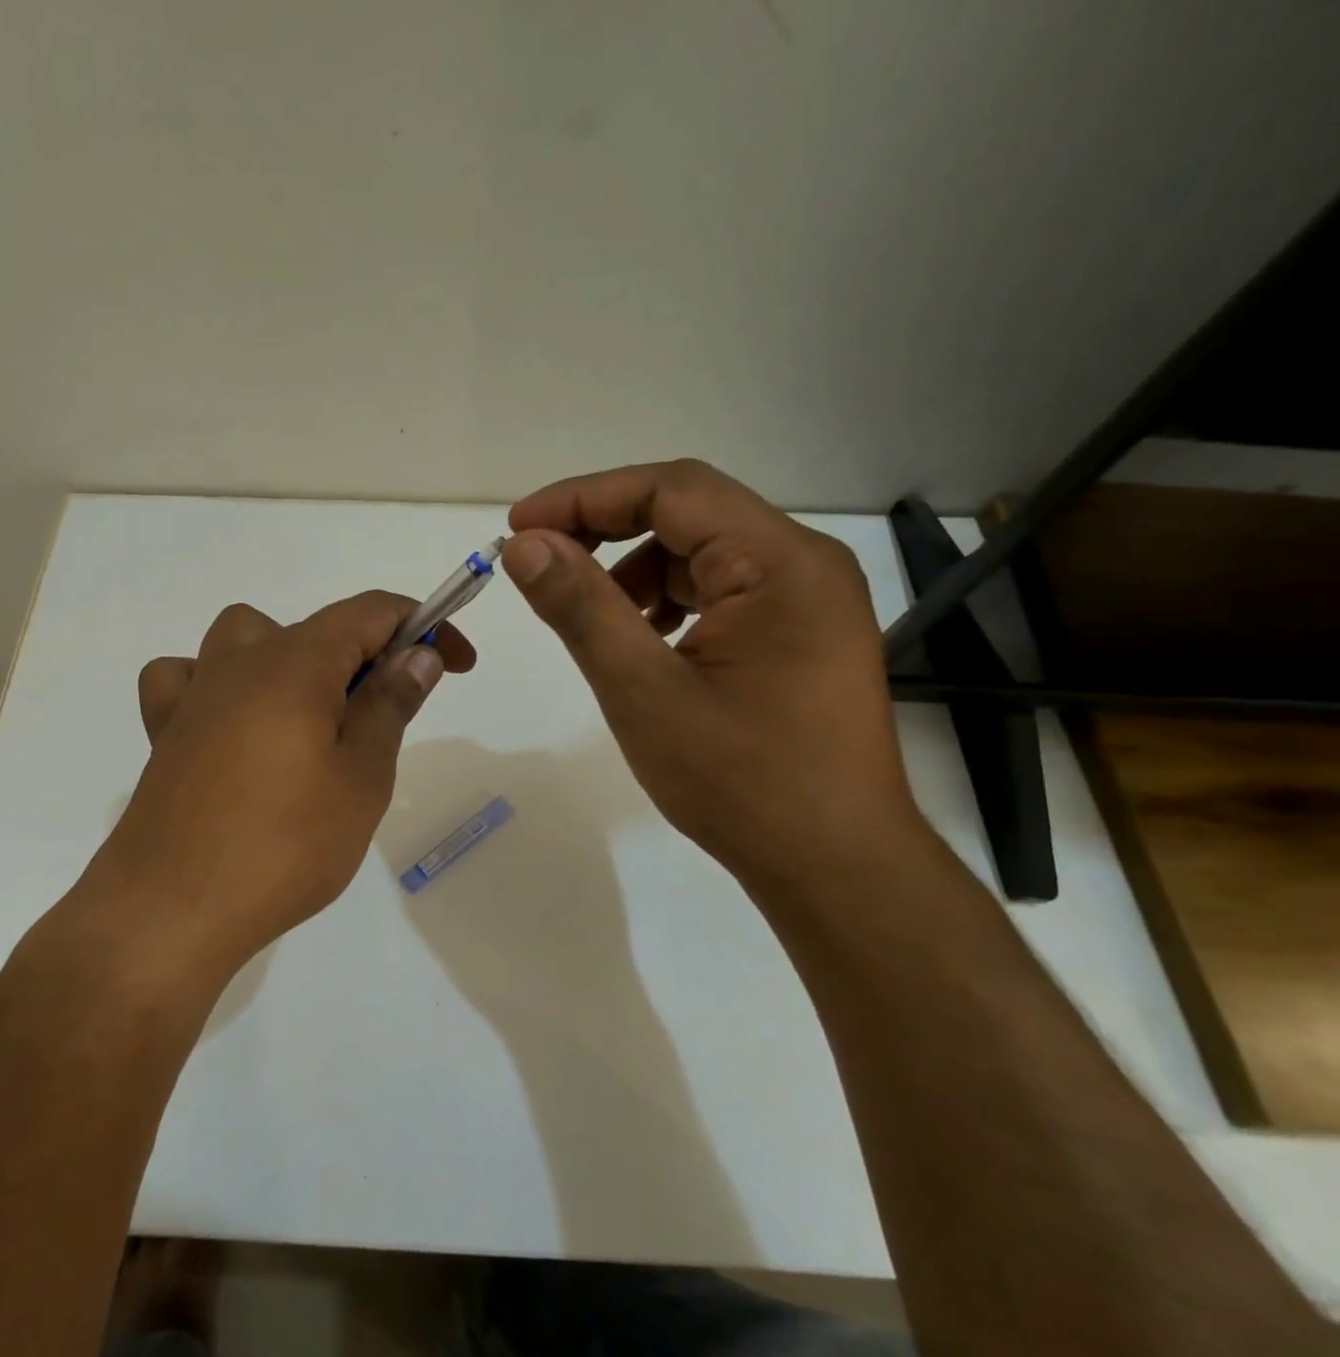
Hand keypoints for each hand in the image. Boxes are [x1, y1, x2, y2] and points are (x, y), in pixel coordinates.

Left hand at [88, 591, 475, 973]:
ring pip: (249, 638)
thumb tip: (419, 652)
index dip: (424, 624)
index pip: (372, 611)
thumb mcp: (361, 778)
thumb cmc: (284, 846)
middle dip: (369, 655)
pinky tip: (231, 724)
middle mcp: (240, 660)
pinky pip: (189, 677)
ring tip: (312, 719)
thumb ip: (390, 704)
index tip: (456, 663)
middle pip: (317, 627)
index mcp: (296, 663)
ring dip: (294, 659)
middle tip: (390, 717)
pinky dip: (219, 684)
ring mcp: (195, 693)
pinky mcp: (164, 730)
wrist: (171, 911)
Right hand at [502, 460, 922, 892]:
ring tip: (592, 618)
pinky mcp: (799, 633)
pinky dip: (667, 600)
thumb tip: (526, 546)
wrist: (835, 867)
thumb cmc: (741, 782)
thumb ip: (581, 608)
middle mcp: (803, 564)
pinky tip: (643, 642)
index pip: (672, 489)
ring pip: (701, 551)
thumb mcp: (642, 691)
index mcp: (779, 563)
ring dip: (634, 570)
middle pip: (689, 512)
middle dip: (606, 530)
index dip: (586, 497)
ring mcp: (807, 599)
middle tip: (541, 563)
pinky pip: (721, 589)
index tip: (520, 527)